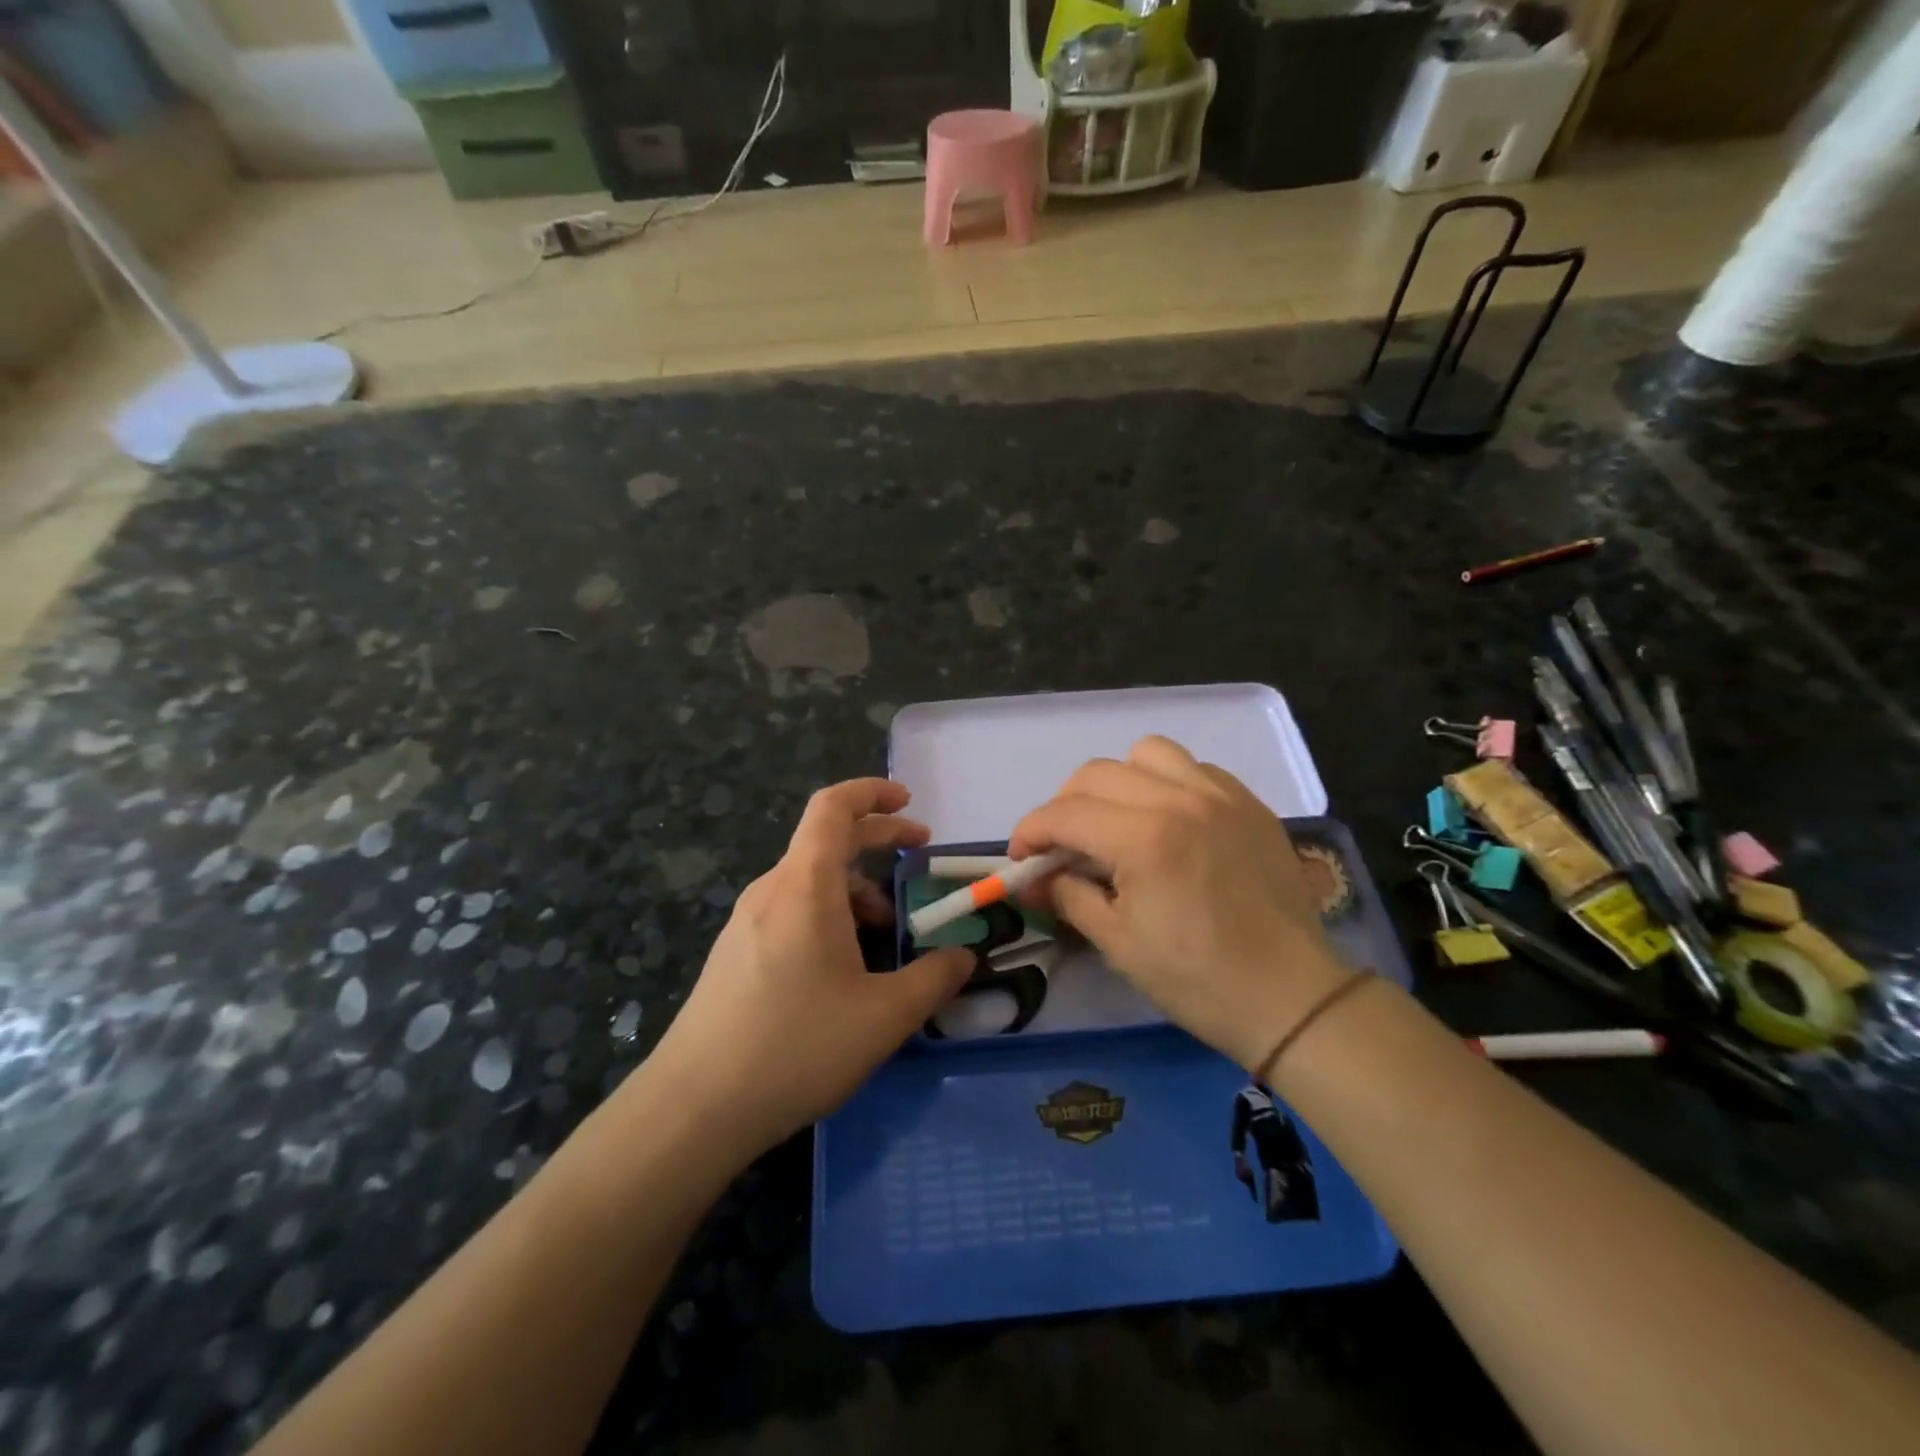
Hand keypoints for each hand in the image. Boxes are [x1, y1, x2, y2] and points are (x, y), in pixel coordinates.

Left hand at [646, 779, 972, 1159]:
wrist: (694, 1107)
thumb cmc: (796, 1046)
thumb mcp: (883, 1016)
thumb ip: (934, 980)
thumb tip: (964, 958)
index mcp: (805, 885)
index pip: (833, 807)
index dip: (872, 792)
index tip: (909, 802)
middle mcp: (772, 890)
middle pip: (826, 840)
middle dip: (878, 840)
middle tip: (919, 855)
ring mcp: (747, 922)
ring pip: (810, 881)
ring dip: (855, 889)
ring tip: (886, 932)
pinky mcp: (735, 952)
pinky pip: (791, 910)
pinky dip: (828, 914)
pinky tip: (844, 966)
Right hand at [1010, 736, 1353, 1073]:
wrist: (1292, 997)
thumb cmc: (1198, 980)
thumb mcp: (1118, 943)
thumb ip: (1067, 896)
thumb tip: (1030, 879)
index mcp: (1144, 838)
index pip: (1063, 813)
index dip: (1029, 833)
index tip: (1021, 860)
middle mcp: (1180, 799)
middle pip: (1095, 773)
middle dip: (1064, 807)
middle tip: (1063, 847)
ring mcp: (1221, 795)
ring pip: (1147, 754)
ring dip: (1117, 782)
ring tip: (1117, 821)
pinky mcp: (1249, 802)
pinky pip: (1193, 768)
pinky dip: (1166, 783)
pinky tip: (1168, 821)